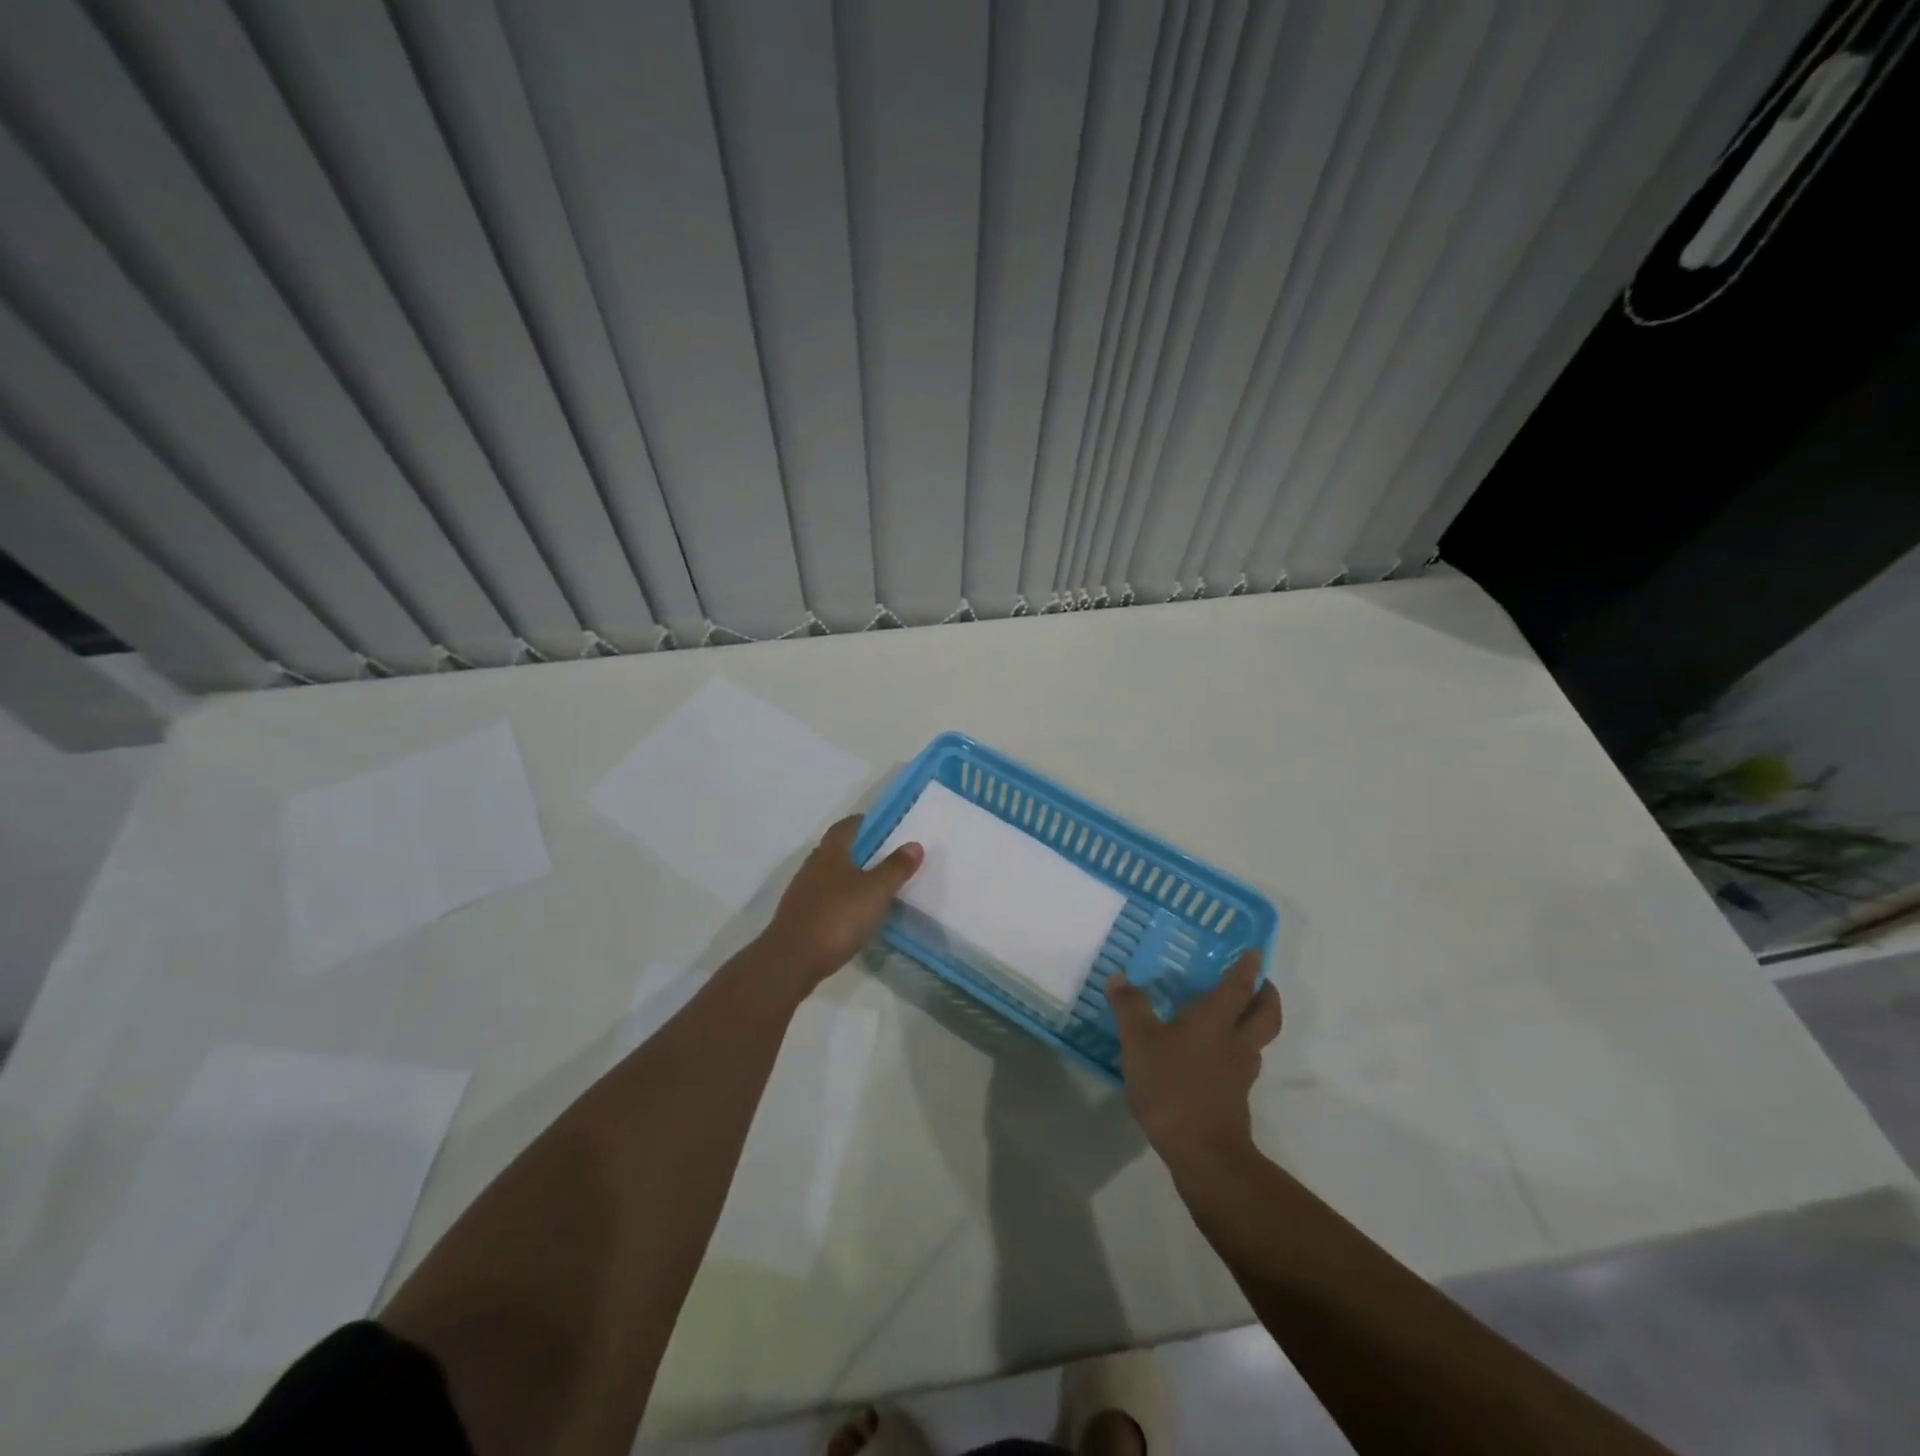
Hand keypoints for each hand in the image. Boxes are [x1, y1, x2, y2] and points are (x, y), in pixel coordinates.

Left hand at [759, 815, 921, 989]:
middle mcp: (812, 866)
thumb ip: (895, 868)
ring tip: (873, 886)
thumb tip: (914, 844)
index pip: (846, 826)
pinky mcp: (799, 916)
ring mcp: (802, 892)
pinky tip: (853, 914)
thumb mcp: (876, 891)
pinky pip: (824, 898)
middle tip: (885, 856)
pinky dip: (840, 899)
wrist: (792, 959)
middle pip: (836, 849)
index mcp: (830, 853)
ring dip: (849, 876)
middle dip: (859, 849)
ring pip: (829, 875)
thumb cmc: (837, 917)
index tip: (885, 827)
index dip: (865, 823)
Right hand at [1106, 951, 1281, 1169]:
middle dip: (1266, 996)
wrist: (1202, 1153)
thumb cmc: (1171, 1086)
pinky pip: (1241, 1064)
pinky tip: (1211, 1056)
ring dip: (1252, 1024)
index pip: (1238, 986)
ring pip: (1256, 1040)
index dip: (1248, 967)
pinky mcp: (1234, 1098)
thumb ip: (1129, 1007)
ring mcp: (1239, 1073)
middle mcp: (1235, 1042)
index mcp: (1215, 1020)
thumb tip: (1118, 977)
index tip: (1256, 952)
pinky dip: (1234, 1052)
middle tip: (1259, 983)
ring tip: (1232, 1016)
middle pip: (1265, 1015)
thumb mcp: (1139, 1041)